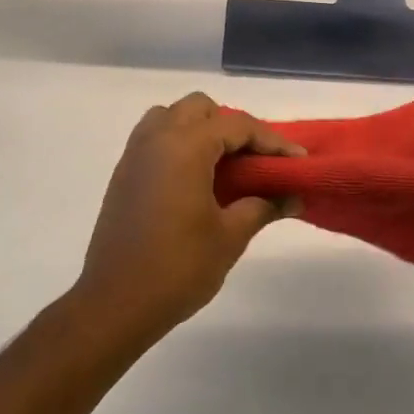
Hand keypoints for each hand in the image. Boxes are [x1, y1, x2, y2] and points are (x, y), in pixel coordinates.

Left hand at [72, 93, 303, 346]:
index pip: (238, 126)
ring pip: (172, 117)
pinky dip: (179, 144)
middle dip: (233, 127)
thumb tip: (293, 196)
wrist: (114, 304)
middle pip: (201, 109)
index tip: (298, 161)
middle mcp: (157, 139)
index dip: (272, 141)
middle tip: (255, 161)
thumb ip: (263, 206)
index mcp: (185, 147)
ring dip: (201, 130)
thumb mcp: (230, 237)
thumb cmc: (178, 268)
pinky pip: (155, 138)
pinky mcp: (123, 175)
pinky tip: (196, 180)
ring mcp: (135, 155)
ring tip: (224, 165)